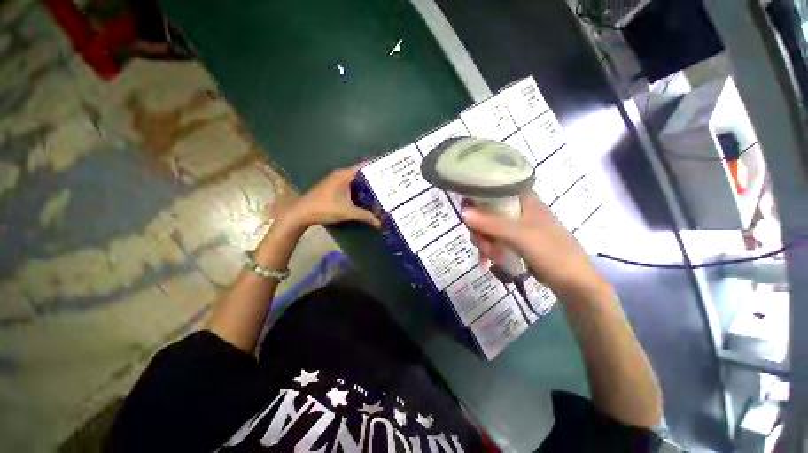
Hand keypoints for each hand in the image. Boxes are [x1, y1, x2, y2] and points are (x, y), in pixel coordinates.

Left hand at [270, 164, 380, 230]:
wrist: (302, 213)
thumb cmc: (325, 208)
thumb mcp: (348, 212)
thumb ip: (365, 216)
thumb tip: (380, 223)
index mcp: (344, 175)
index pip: (364, 166)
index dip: (376, 166)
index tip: (389, 169)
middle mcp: (340, 174)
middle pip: (361, 173)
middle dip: (374, 177)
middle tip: (388, 182)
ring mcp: (335, 181)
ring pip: (355, 180)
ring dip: (366, 184)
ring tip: (381, 189)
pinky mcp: (332, 187)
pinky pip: (350, 185)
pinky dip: (358, 189)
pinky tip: (366, 196)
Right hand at [462, 192, 606, 298]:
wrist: (573, 281)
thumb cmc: (550, 252)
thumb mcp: (519, 235)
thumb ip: (490, 223)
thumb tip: (462, 212)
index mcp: (524, 200)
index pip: (495, 190)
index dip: (478, 199)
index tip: (469, 215)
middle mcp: (520, 209)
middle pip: (488, 212)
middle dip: (481, 230)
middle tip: (482, 243)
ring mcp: (518, 226)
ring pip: (490, 228)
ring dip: (485, 242)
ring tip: (490, 256)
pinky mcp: (517, 241)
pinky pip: (496, 240)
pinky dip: (491, 249)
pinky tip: (489, 260)